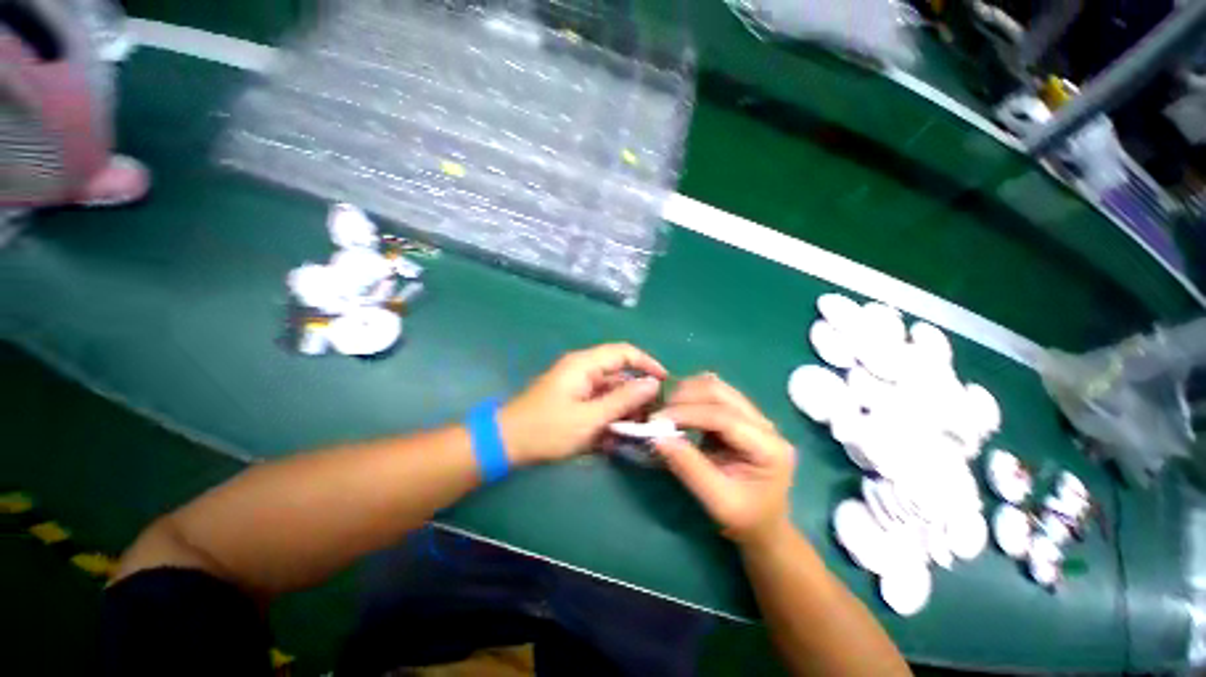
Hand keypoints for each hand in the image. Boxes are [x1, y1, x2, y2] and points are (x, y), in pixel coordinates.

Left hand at [500, 343, 666, 464]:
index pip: (624, 352)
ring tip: (637, 429)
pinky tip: (616, 435)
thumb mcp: (590, 417)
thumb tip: (652, 384)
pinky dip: (609, 416)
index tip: (665, 381)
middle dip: (637, 393)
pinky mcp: (574, 398)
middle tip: (653, 416)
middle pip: (619, 373)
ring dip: (624, 408)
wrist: (507, 443)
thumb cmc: (547, 428)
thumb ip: (622, 400)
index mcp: (585, 364)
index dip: (647, 363)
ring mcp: (578, 384)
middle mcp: (583, 369)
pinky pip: (599, 402)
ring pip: (611, 390)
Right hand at [653, 374, 795, 546]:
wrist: (763, 523)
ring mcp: (753, 415)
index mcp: (769, 448)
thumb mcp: (717, 502)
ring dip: (686, 392)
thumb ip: (689, 468)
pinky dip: (691, 396)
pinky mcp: (738, 414)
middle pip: (720, 392)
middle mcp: (765, 424)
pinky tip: (678, 410)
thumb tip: (657, 437)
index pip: (724, 417)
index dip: (688, 414)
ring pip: (716, 386)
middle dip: (685, 397)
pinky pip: (712, 394)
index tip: (657, 420)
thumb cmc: (744, 518)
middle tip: (658, 415)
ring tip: (666, 412)